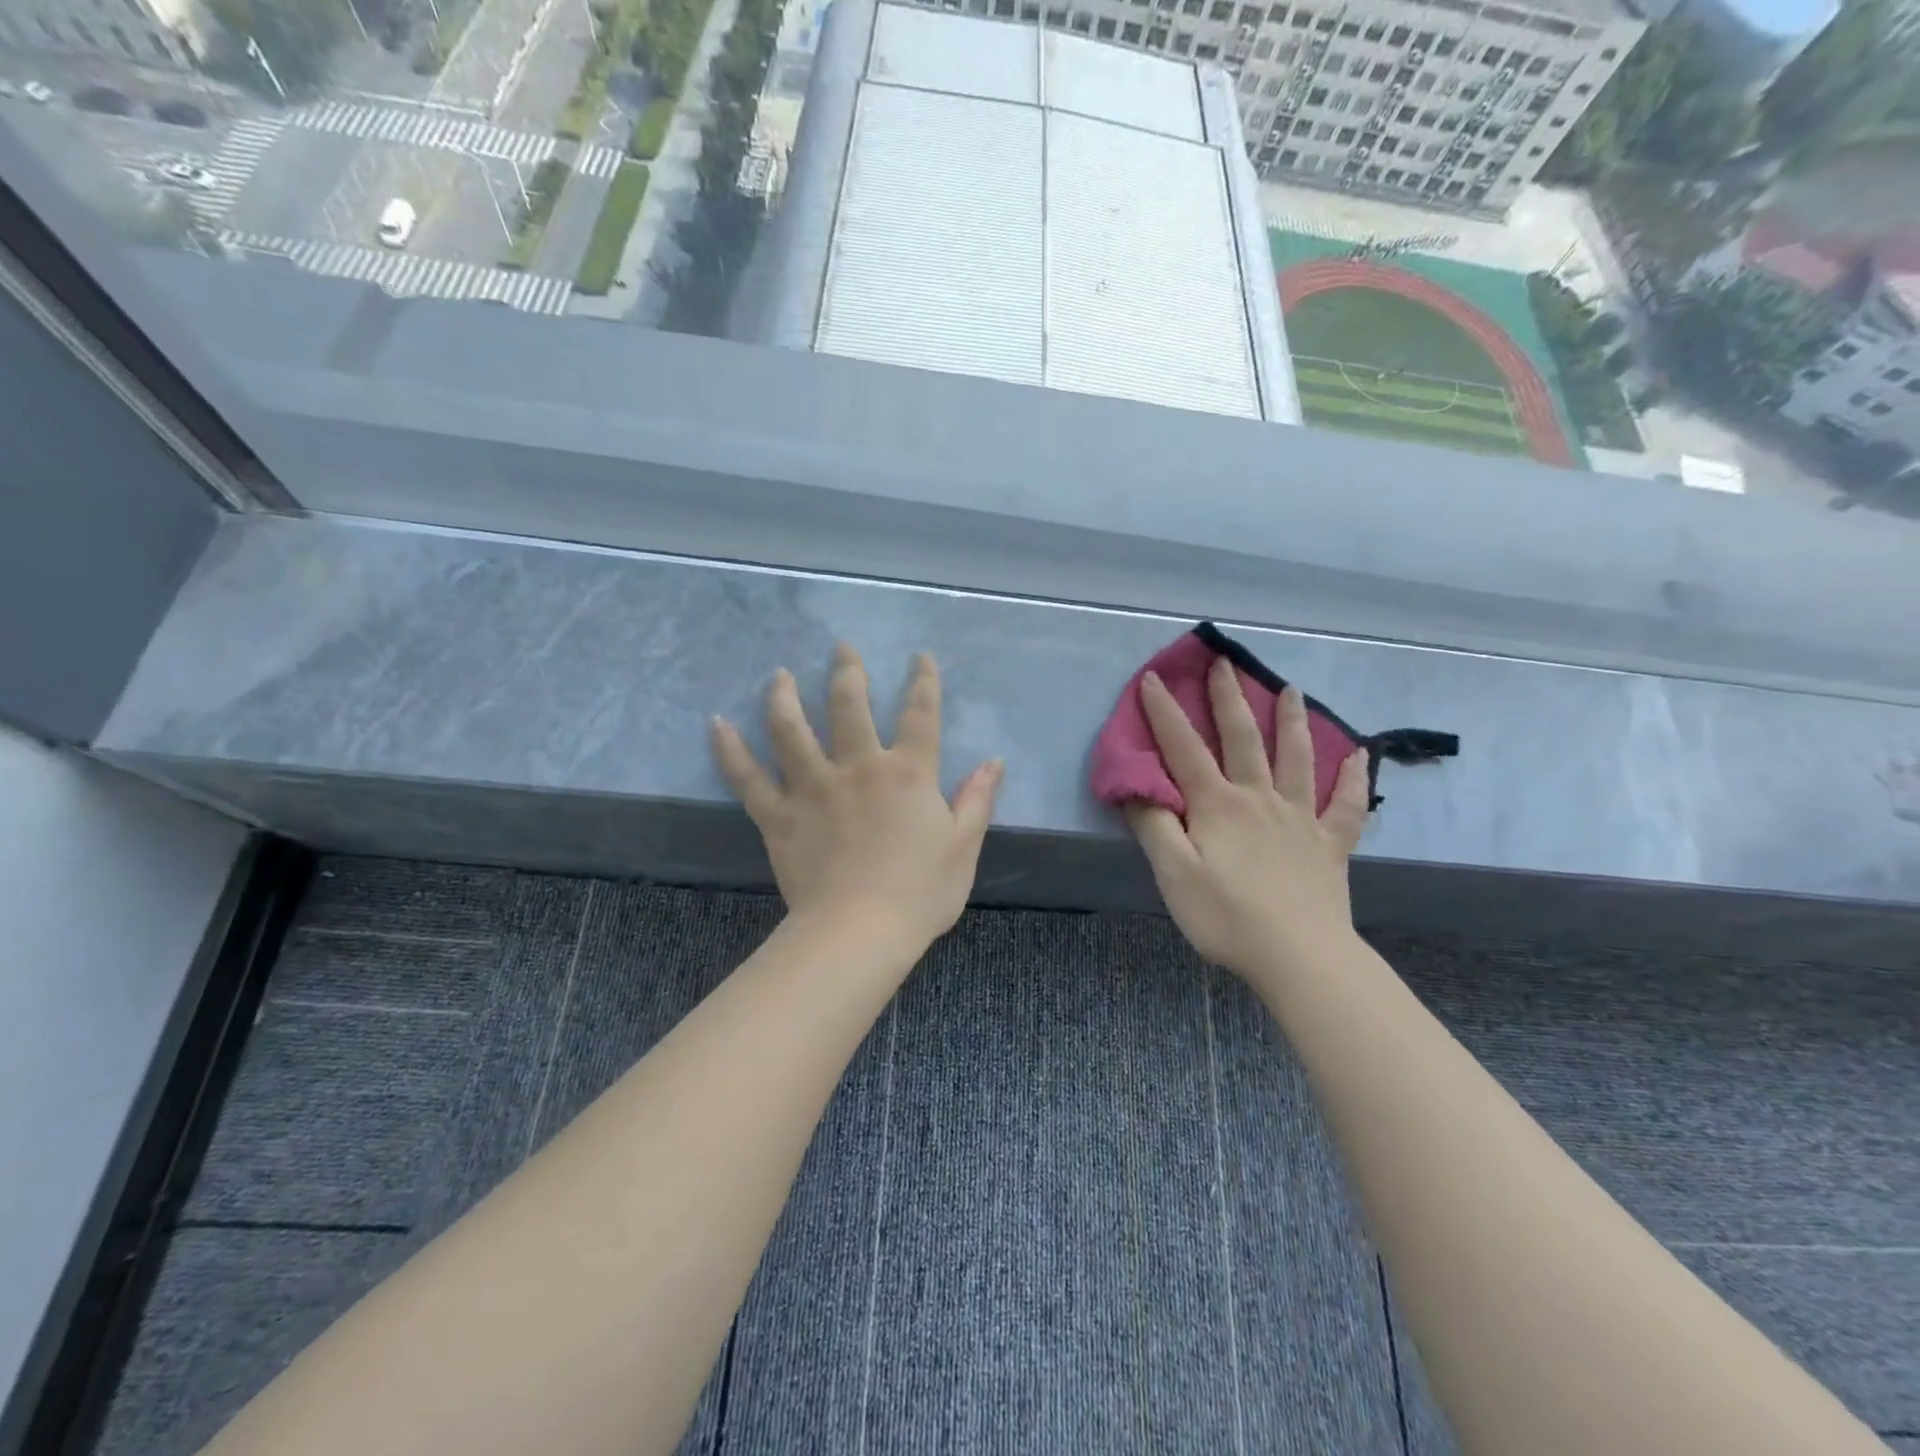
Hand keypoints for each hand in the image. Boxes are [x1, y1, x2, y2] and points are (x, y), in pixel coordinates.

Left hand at [711, 645, 1003, 962]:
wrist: (859, 931)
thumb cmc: (920, 893)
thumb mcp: (963, 846)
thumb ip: (977, 800)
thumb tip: (993, 761)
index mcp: (907, 773)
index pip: (920, 715)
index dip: (923, 682)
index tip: (919, 657)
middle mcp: (858, 767)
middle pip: (850, 706)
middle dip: (847, 672)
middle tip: (841, 648)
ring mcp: (813, 788)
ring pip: (792, 729)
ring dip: (785, 697)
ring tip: (780, 675)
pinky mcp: (778, 815)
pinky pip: (748, 777)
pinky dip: (730, 750)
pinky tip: (718, 725)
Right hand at [1126, 657, 1370, 982]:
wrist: (1300, 957)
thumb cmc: (1227, 916)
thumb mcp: (1174, 873)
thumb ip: (1154, 825)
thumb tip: (1136, 786)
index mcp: (1217, 805)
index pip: (1184, 749)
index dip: (1165, 713)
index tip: (1153, 678)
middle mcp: (1259, 799)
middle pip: (1243, 738)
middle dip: (1230, 698)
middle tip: (1224, 663)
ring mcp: (1300, 818)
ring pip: (1297, 758)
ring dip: (1293, 721)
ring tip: (1293, 689)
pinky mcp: (1330, 844)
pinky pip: (1346, 805)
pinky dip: (1353, 779)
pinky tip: (1360, 757)